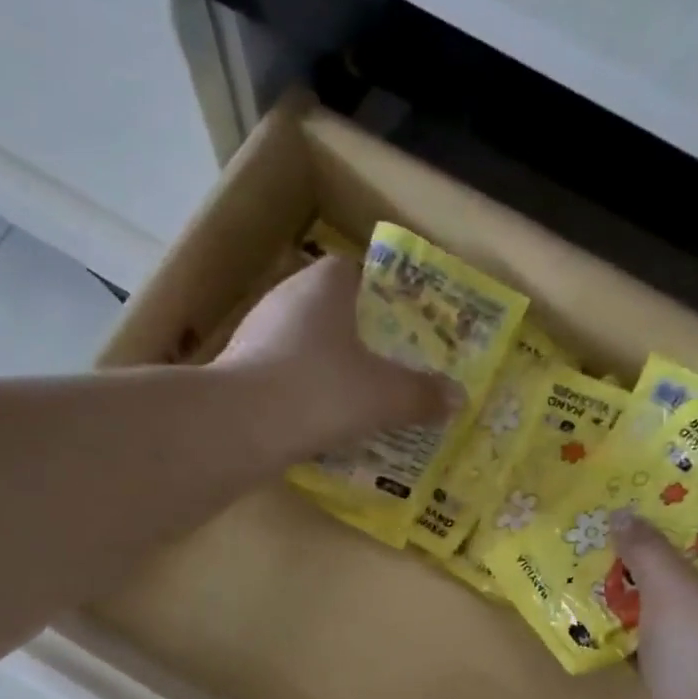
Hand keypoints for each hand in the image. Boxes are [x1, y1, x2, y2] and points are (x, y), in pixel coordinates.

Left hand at [213, 256, 457, 453]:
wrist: (239, 427)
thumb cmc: (322, 391)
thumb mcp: (386, 396)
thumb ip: (423, 395)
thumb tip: (458, 399)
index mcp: (324, 285)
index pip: (356, 271)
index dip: (383, 295)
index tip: (403, 326)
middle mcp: (286, 297)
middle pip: (332, 310)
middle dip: (360, 337)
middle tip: (390, 366)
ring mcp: (256, 333)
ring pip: (305, 344)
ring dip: (330, 367)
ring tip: (360, 398)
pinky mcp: (238, 370)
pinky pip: (284, 374)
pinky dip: (304, 392)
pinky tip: (322, 421)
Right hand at [615, 518, 697, 698]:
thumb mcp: (672, 585)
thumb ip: (648, 547)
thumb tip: (622, 513)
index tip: (667, 507)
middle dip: (667, 561)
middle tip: (629, 533)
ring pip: (681, 617)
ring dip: (648, 599)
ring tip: (608, 566)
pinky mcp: (693, 689)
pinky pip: (663, 649)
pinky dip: (639, 636)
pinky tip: (605, 616)